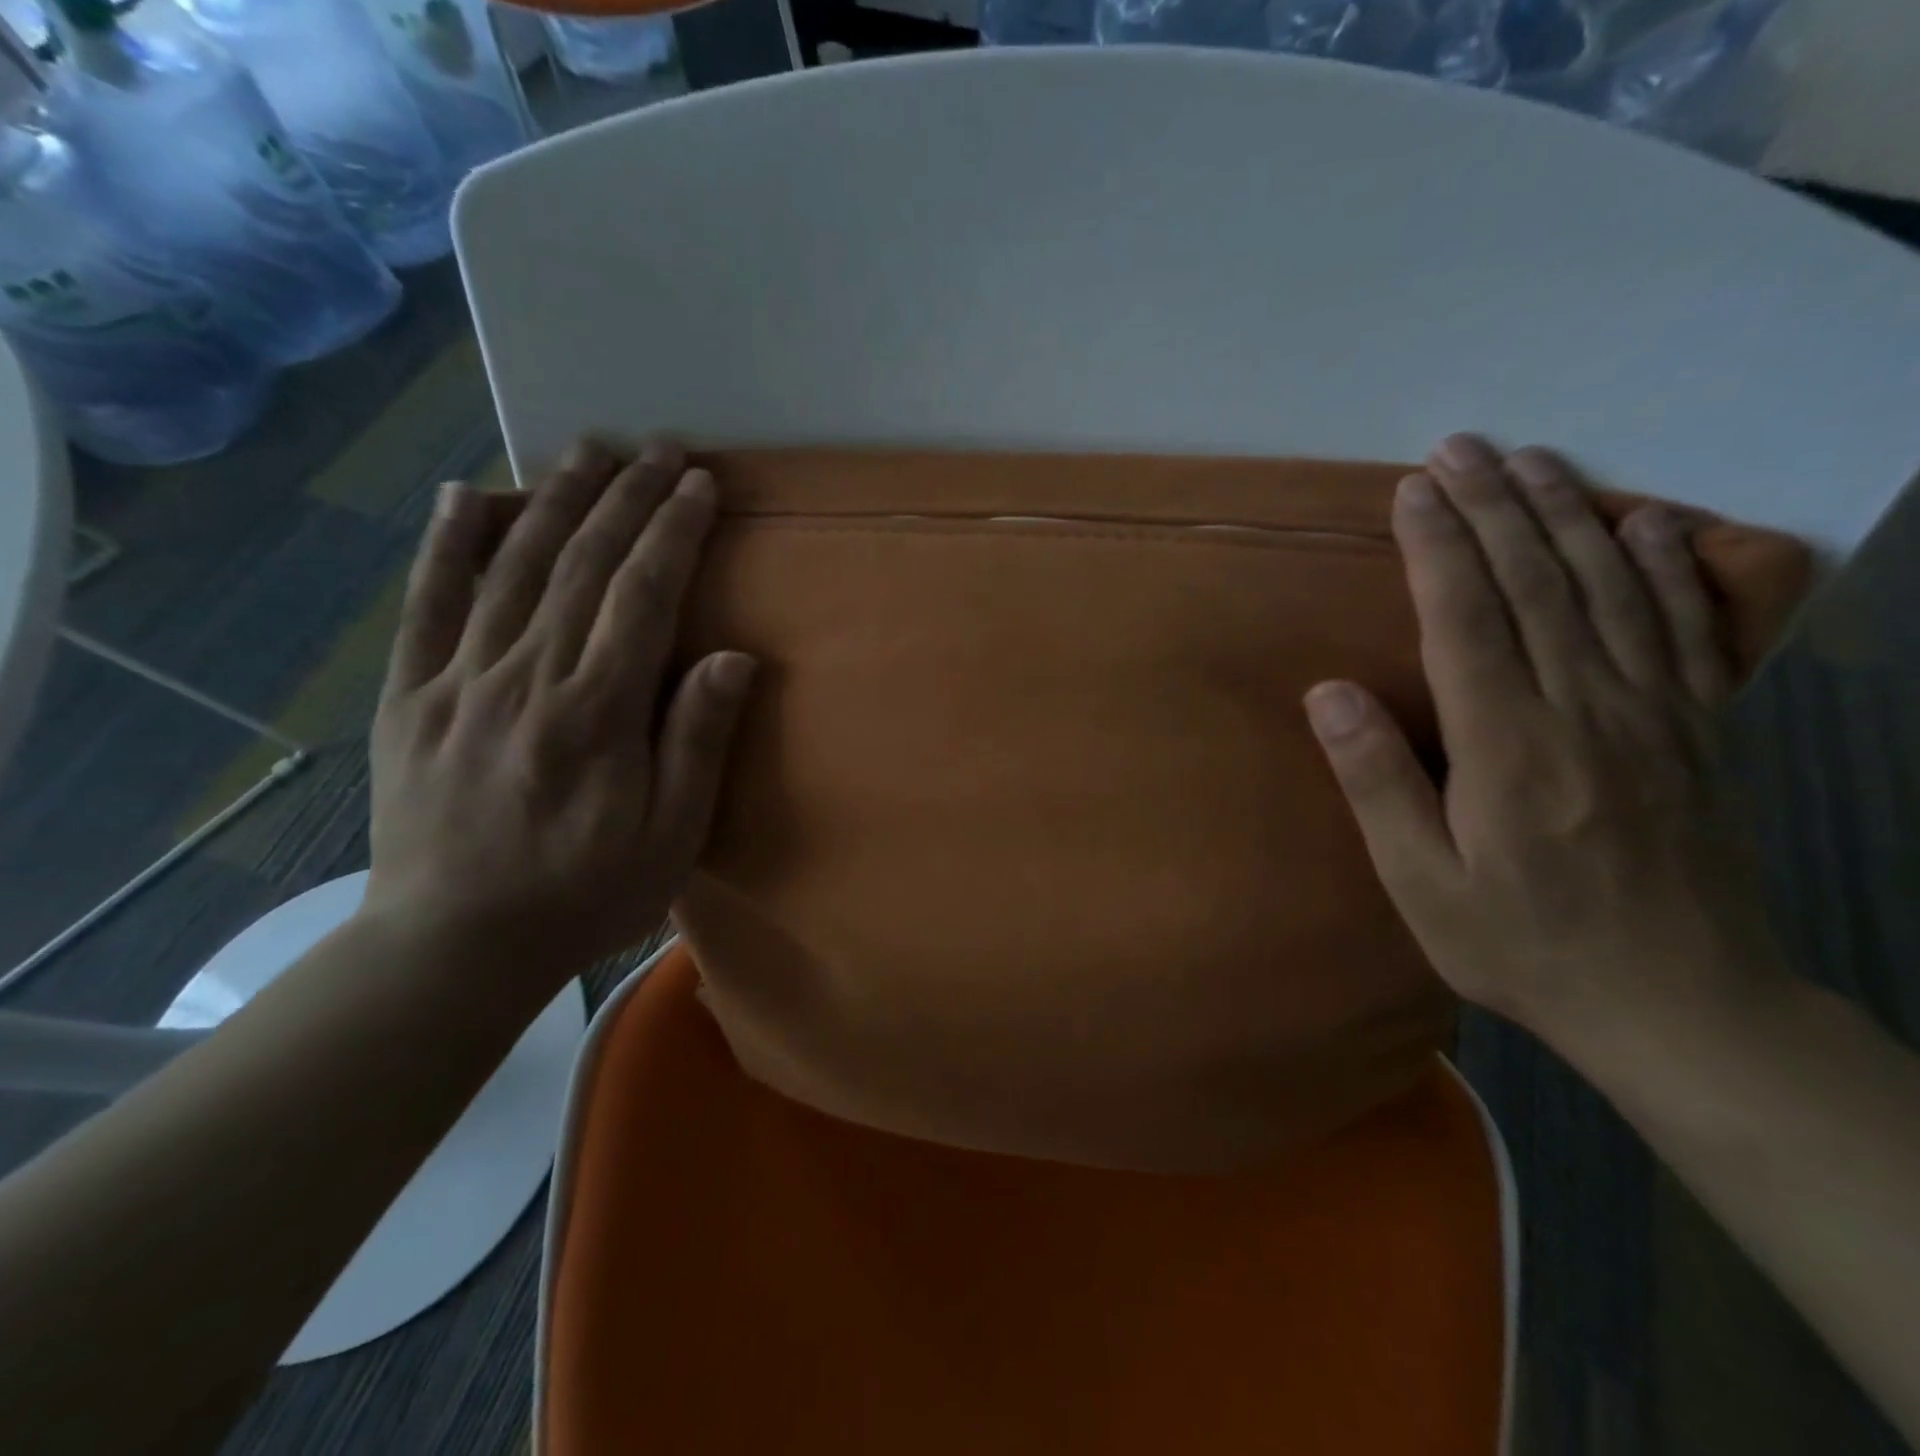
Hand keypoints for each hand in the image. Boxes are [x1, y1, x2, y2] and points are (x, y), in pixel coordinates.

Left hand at [362, 439, 753, 989]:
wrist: (454, 945)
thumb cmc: (583, 894)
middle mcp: (526, 677)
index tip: (700, 485)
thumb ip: (697, 741)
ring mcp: (460, 680)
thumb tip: (732, 658)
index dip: (675, 532)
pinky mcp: (412, 695)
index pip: (643, 596)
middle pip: (582, 565)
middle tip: (660, 449)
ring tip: (588, 451)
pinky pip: (428, 603)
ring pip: (512, 568)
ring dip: (555, 500)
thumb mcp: (671, 837)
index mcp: (597, 713)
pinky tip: (470, 494)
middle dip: (627, 498)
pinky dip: (448, 543)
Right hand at [1304, 434, 1784, 1048]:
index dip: (1436, 547)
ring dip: (1565, 514)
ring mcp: (1652, 713)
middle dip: (1491, 506)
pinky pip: (1680, 627)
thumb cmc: (1523, 944)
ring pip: (1605, 588)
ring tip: (1532, 458)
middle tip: (1458, 448)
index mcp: (1506, 745)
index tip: (1411, 491)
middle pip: (1533, 583)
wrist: (1681, 1006)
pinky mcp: (1696, 729)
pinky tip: (1643, 523)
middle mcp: (1584, 708)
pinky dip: (1661, 566)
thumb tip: (1329, 693)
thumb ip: (1377, 782)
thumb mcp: (1422, 882)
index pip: (1464, 618)